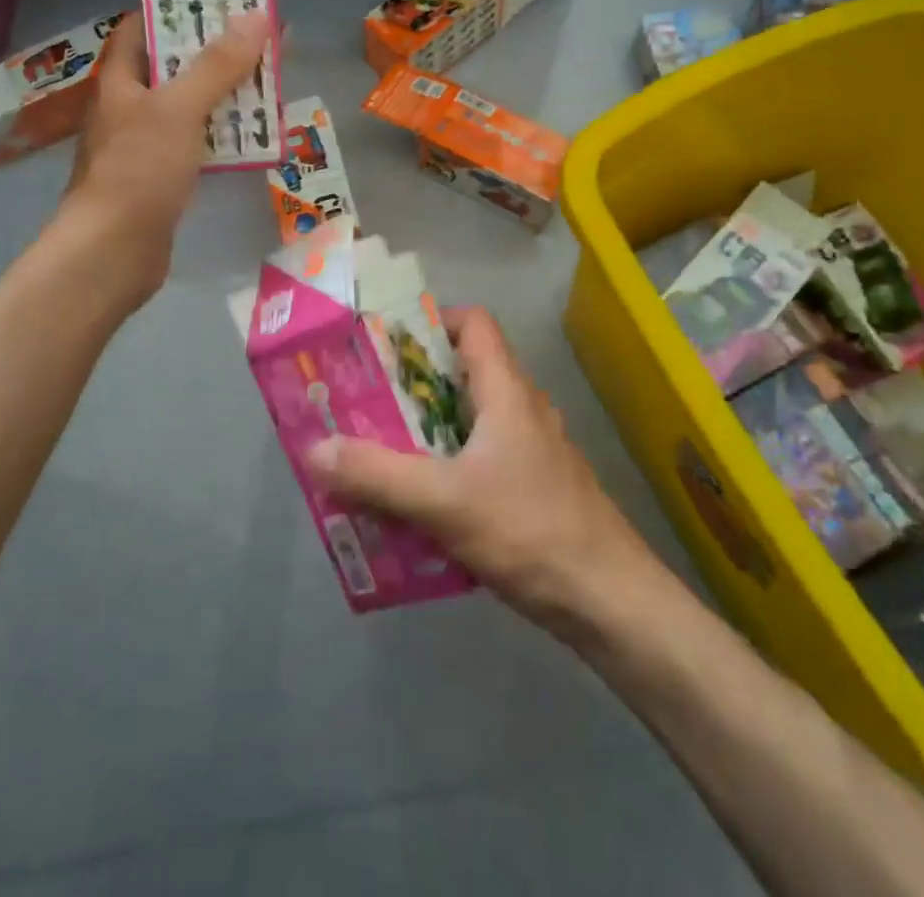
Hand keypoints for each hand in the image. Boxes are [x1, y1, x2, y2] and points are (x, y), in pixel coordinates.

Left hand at [54, 9, 268, 304]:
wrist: (114, 252)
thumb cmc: (138, 171)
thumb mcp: (179, 109)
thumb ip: (217, 65)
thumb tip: (257, 16)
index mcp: (122, 80)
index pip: (141, 27)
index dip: (175, 7)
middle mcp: (131, 106)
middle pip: (173, 65)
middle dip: (214, 49)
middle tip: (259, 34)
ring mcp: (147, 143)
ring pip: (191, 105)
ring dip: (226, 92)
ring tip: (268, 76)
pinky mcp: (164, 176)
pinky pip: (199, 141)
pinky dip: (225, 132)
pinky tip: (257, 132)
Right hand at [304, 307, 658, 634]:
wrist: (609, 601)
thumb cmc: (530, 531)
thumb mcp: (444, 501)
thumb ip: (377, 475)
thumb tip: (314, 449)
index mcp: (507, 391)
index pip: (474, 324)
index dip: (431, 322)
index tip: (384, 345)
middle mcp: (522, 409)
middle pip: (463, 373)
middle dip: (411, 385)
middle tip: (362, 402)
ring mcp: (531, 451)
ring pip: (469, 422)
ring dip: (425, 432)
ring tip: (376, 451)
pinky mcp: (533, 488)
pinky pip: (479, 460)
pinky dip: (445, 468)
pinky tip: (415, 505)